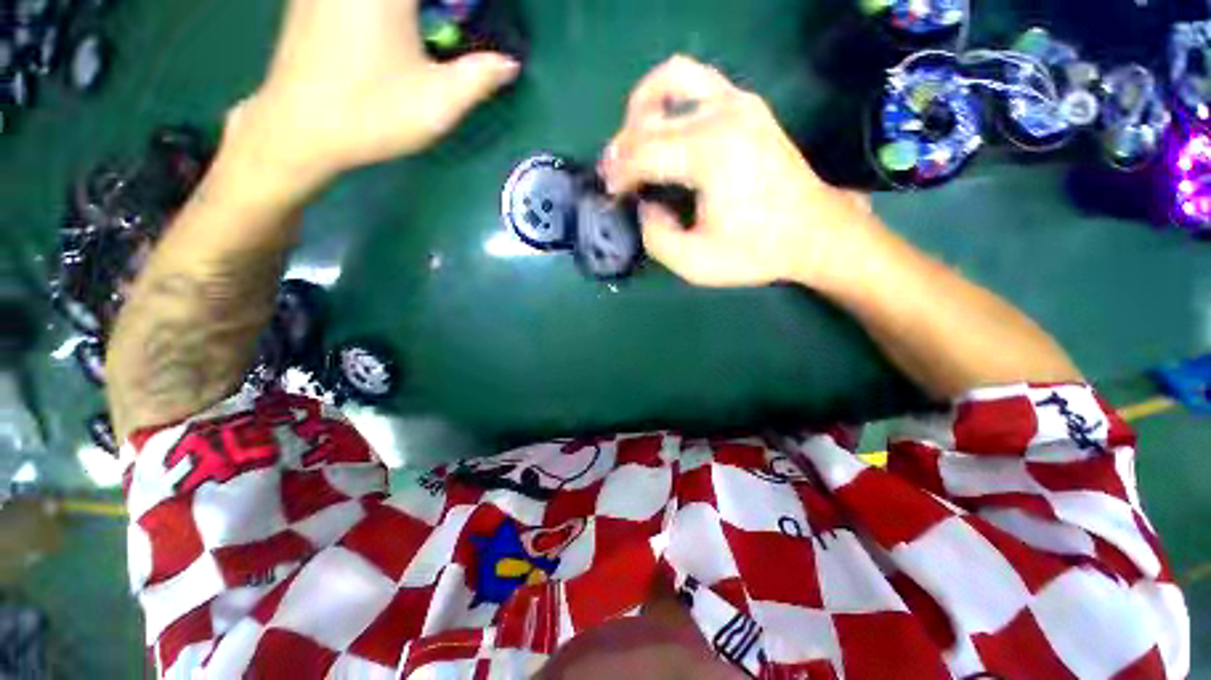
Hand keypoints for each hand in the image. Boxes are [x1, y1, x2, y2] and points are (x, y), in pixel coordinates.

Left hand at [233, 0, 519, 188]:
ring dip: (415, 12)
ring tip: (429, 32)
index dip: (460, 5)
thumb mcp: (437, 103)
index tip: (473, 19)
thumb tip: (510, 63)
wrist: (298, 129)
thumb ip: (479, 77)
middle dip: (442, 9)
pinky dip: (388, 11)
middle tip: (456, 25)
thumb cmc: (372, 114)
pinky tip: (392, 29)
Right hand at [600, 56, 877, 288]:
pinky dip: (669, 100)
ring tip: (633, 142)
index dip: (619, 174)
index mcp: (710, 154)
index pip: (643, 152)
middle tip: (615, 177)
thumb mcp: (694, 262)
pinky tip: (664, 130)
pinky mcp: (747, 104)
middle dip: (622, 147)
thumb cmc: (755, 251)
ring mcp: (738, 101)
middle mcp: (723, 114)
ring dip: (641, 109)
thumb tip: (645, 205)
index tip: (611, 196)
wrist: (814, 233)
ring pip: (671, 78)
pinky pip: (695, 81)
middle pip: (650, 116)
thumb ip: (655, 236)